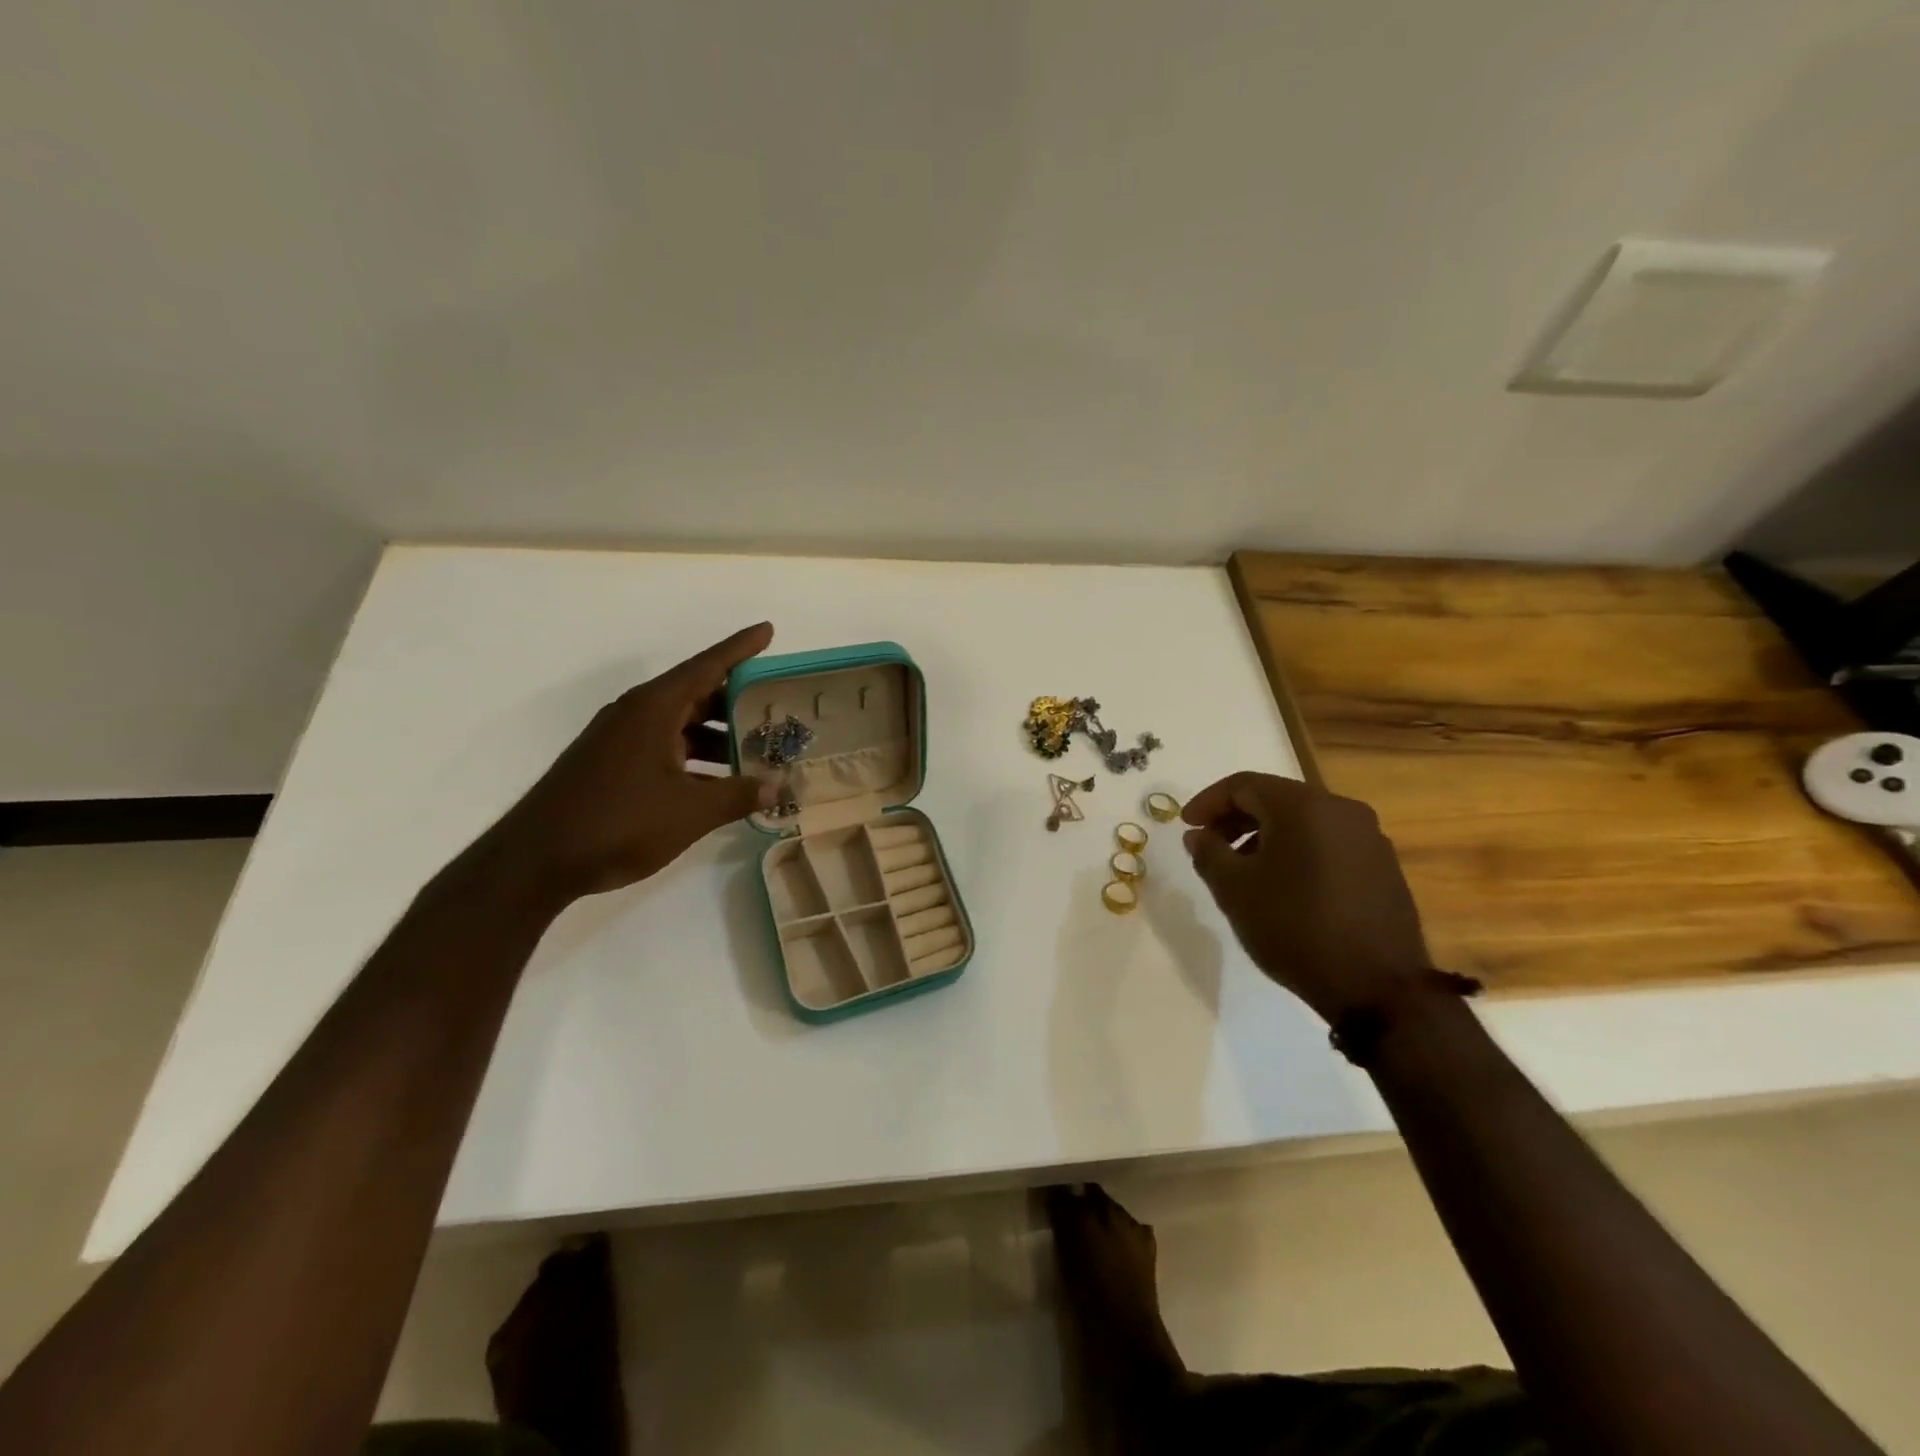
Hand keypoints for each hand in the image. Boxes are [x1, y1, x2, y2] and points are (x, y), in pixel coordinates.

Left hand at [481, 622, 778, 905]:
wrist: (537, 859)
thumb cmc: (619, 822)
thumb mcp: (691, 812)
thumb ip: (738, 795)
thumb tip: (777, 787)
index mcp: (654, 708)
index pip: (708, 666)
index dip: (740, 648)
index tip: (768, 630)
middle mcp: (636, 714)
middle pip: (697, 694)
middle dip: (737, 700)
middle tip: (776, 706)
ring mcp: (620, 739)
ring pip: (681, 724)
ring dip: (718, 735)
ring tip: (757, 749)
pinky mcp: (612, 764)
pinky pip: (665, 746)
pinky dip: (695, 756)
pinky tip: (718, 780)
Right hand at [1182, 772, 1429, 1022]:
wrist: (1377, 988)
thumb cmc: (1294, 927)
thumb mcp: (1233, 890)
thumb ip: (1208, 852)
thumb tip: (1199, 834)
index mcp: (1304, 806)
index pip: (1244, 785)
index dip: (1208, 802)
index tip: (1185, 826)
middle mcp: (1342, 810)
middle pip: (1276, 799)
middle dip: (1236, 819)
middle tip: (1209, 846)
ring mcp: (1369, 839)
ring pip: (1304, 823)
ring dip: (1266, 837)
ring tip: (1242, 871)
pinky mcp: (1384, 868)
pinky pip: (1328, 844)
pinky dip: (1297, 853)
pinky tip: (1283, 887)